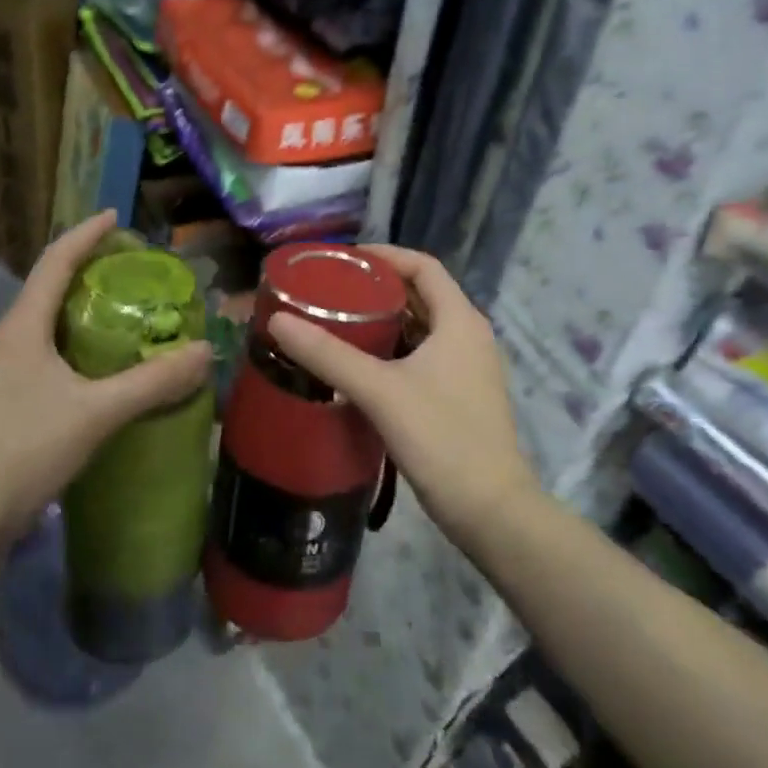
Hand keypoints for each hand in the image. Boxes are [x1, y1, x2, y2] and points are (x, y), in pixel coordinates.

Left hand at [0, 211, 211, 559]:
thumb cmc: (27, 450)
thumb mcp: (97, 413)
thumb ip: (153, 381)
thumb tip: (205, 351)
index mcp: (20, 328)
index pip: (54, 262)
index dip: (84, 234)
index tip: (114, 217)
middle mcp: (1, 339)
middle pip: (44, 288)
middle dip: (83, 271)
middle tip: (125, 268)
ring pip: (38, 323)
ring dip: (73, 309)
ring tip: (114, 313)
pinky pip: (34, 352)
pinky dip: (64, 343)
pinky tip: (88, 367)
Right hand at [268, 246, 537, 545]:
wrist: (490, 511)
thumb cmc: (441, 437)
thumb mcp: (379, 391)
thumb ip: (328, 354)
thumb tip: (277, 320)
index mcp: (460, 320)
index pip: (423, 266)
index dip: (385, 256)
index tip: (343, 260)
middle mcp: (469, 335)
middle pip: (421, 294)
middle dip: (377, 288)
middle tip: (331, 291)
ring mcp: (468, 367)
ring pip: (421, 327)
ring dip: (383, 320)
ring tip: (337, 322)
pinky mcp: (460, 394)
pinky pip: (423, 355)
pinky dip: (392, 349)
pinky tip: (359, 364)